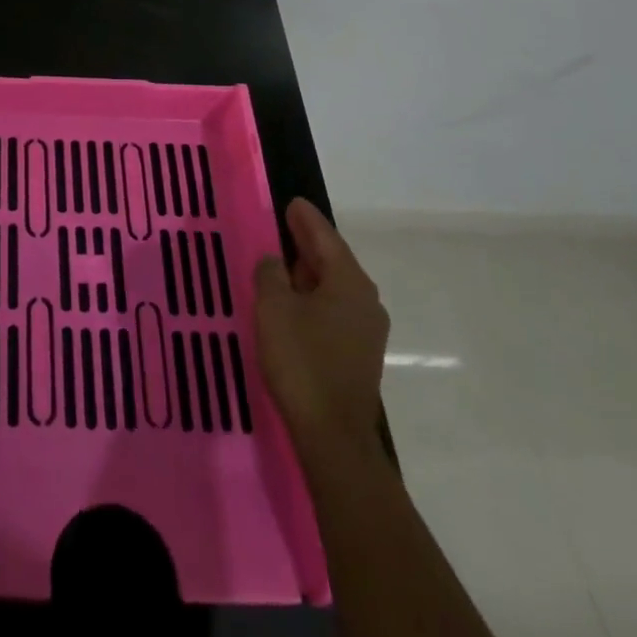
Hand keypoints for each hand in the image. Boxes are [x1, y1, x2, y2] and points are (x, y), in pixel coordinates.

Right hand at [253, 197, 388, 450]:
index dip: (305, 219)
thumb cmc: (302, 361)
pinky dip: (314, 296)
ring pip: (334, 286)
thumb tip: (274, 262)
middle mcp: (365, 300)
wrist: (333, 434)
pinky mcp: (358, 353)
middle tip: (284, 225)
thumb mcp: (274, 308)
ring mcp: (366, 329)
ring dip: (310, 272)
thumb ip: (270, 275)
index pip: (325, 238)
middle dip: (308, 243)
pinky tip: (294, 302)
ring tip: (283, 262)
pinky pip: (334, 309)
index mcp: (348, 282)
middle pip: (333, 260)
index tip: (292, 202)